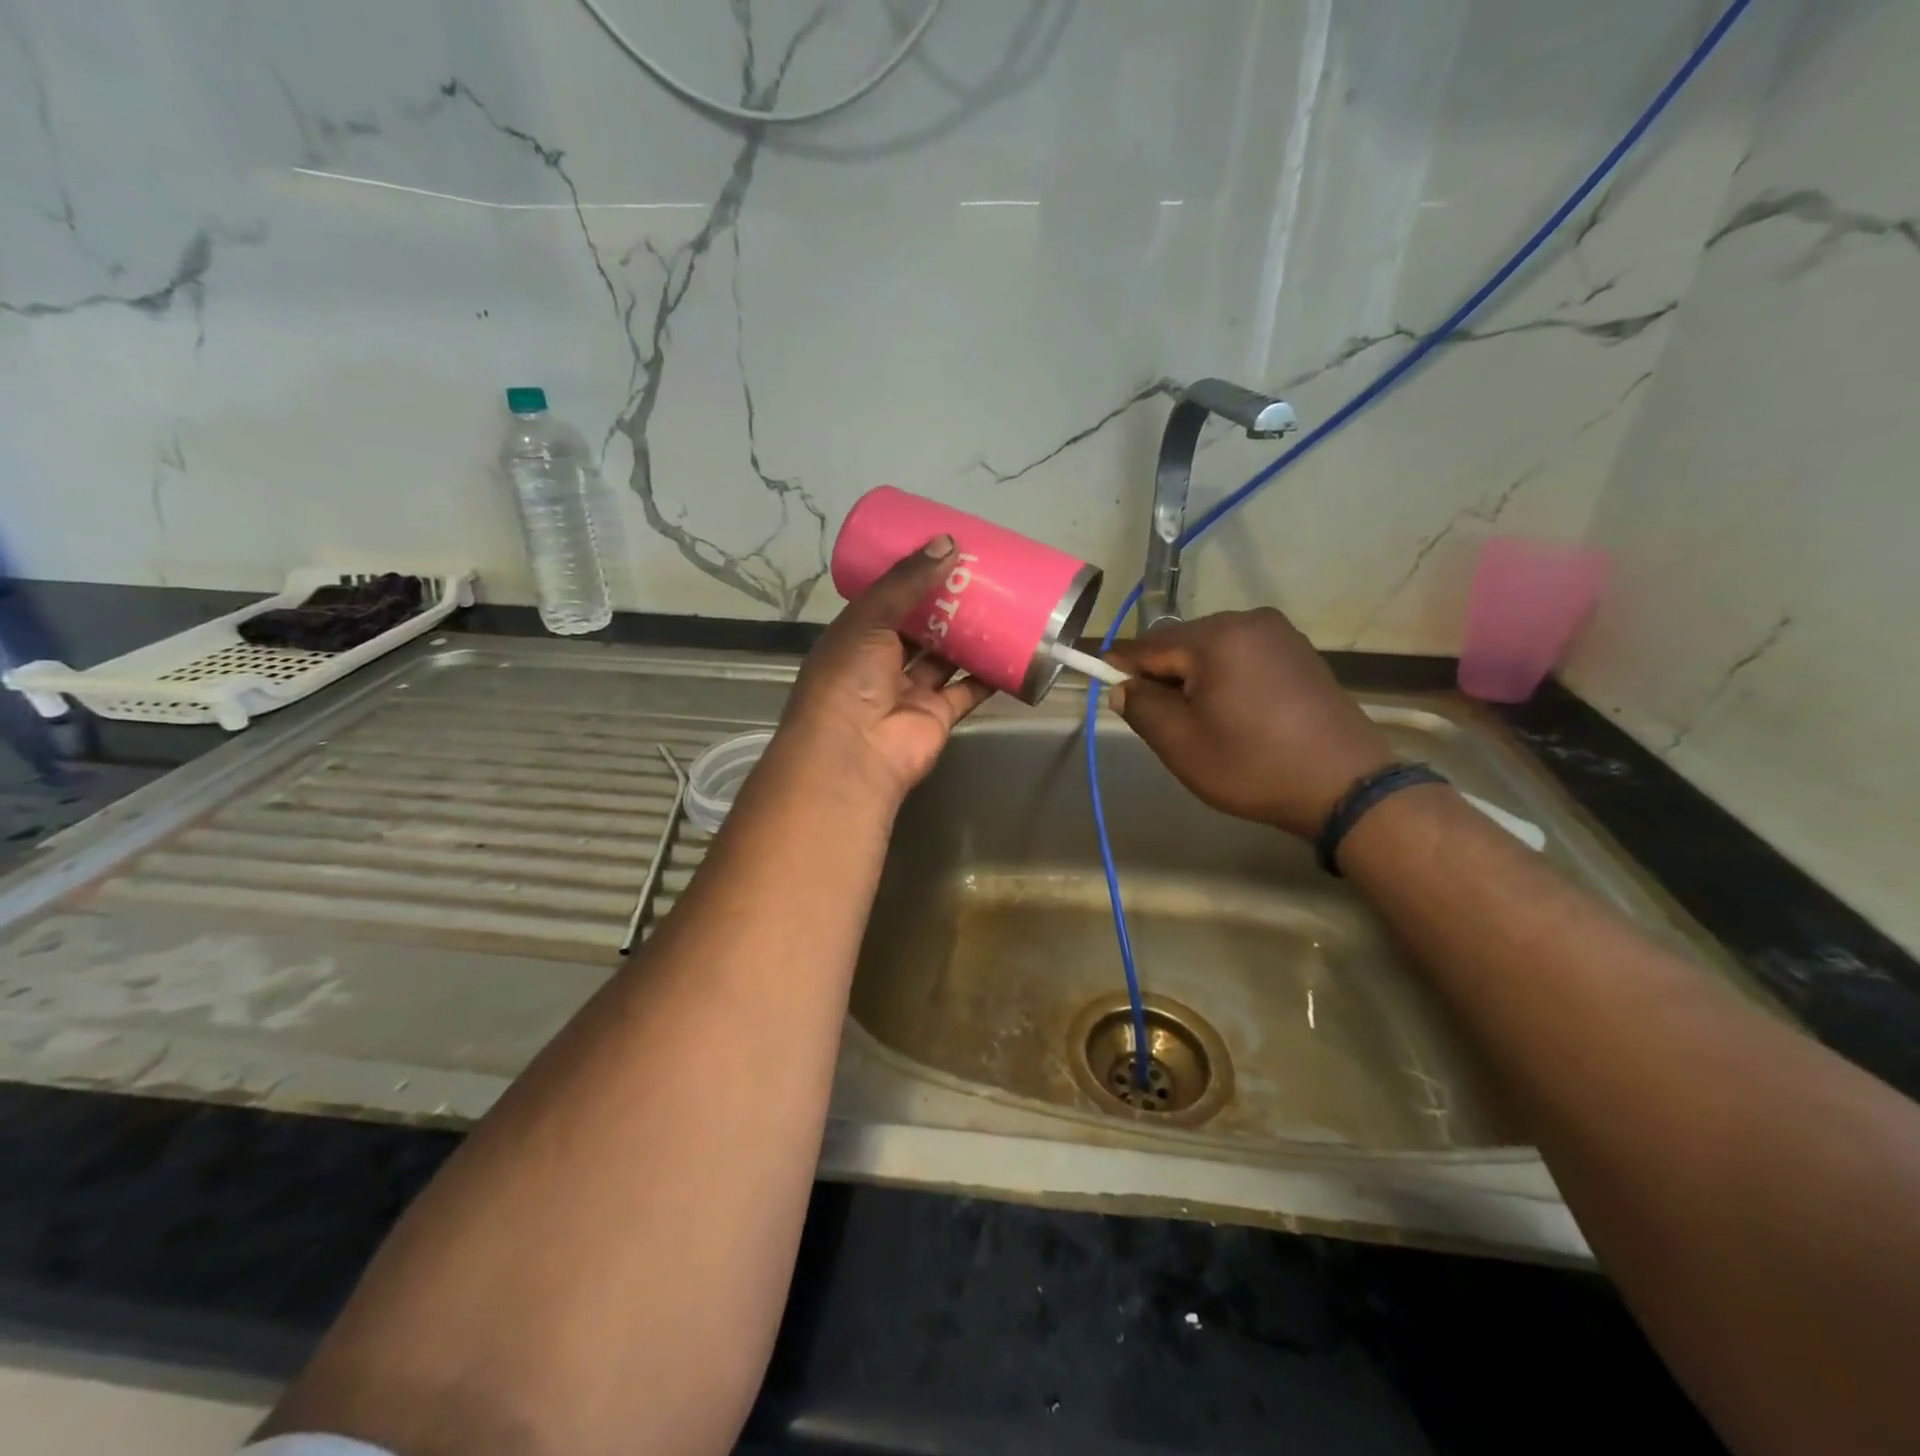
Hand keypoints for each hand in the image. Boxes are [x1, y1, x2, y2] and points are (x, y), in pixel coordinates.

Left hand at [776, 536, 994, 808]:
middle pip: (919, 629)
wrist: (855, 753)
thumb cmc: (849, 678)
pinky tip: (1012, 649)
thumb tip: (948, 542)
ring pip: (945, 658)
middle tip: (979, 575)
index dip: (911, 579)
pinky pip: (968, 689)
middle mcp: (881, 664)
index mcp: (855, 638)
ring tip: (1001, 602)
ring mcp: (911, 692)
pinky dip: (989, 674)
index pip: (886, 601)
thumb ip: (906, 582)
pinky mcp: (939, 715)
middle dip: (946, 605)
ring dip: (969, 635)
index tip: (942, 555)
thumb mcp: (869, 618)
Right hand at [1105, 608, 1394, 837]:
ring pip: (1213, 652)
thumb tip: (1123, 687)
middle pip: (1182, 644)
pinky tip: (1235, 716)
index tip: (1105, 690)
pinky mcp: (1301, 654)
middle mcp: (1249, 621)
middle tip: (1160, 722)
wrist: (1346, 787)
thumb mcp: (1181, 743)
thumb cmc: (1253, 765)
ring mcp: (1281, 635)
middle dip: (1163, 677)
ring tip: (1201, 724)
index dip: (1120, 668)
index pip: (1148, 645)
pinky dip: (1226, 681)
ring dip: (1195, 680)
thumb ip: (1142, 707)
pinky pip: (1244, 659)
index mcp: (1217, 636)